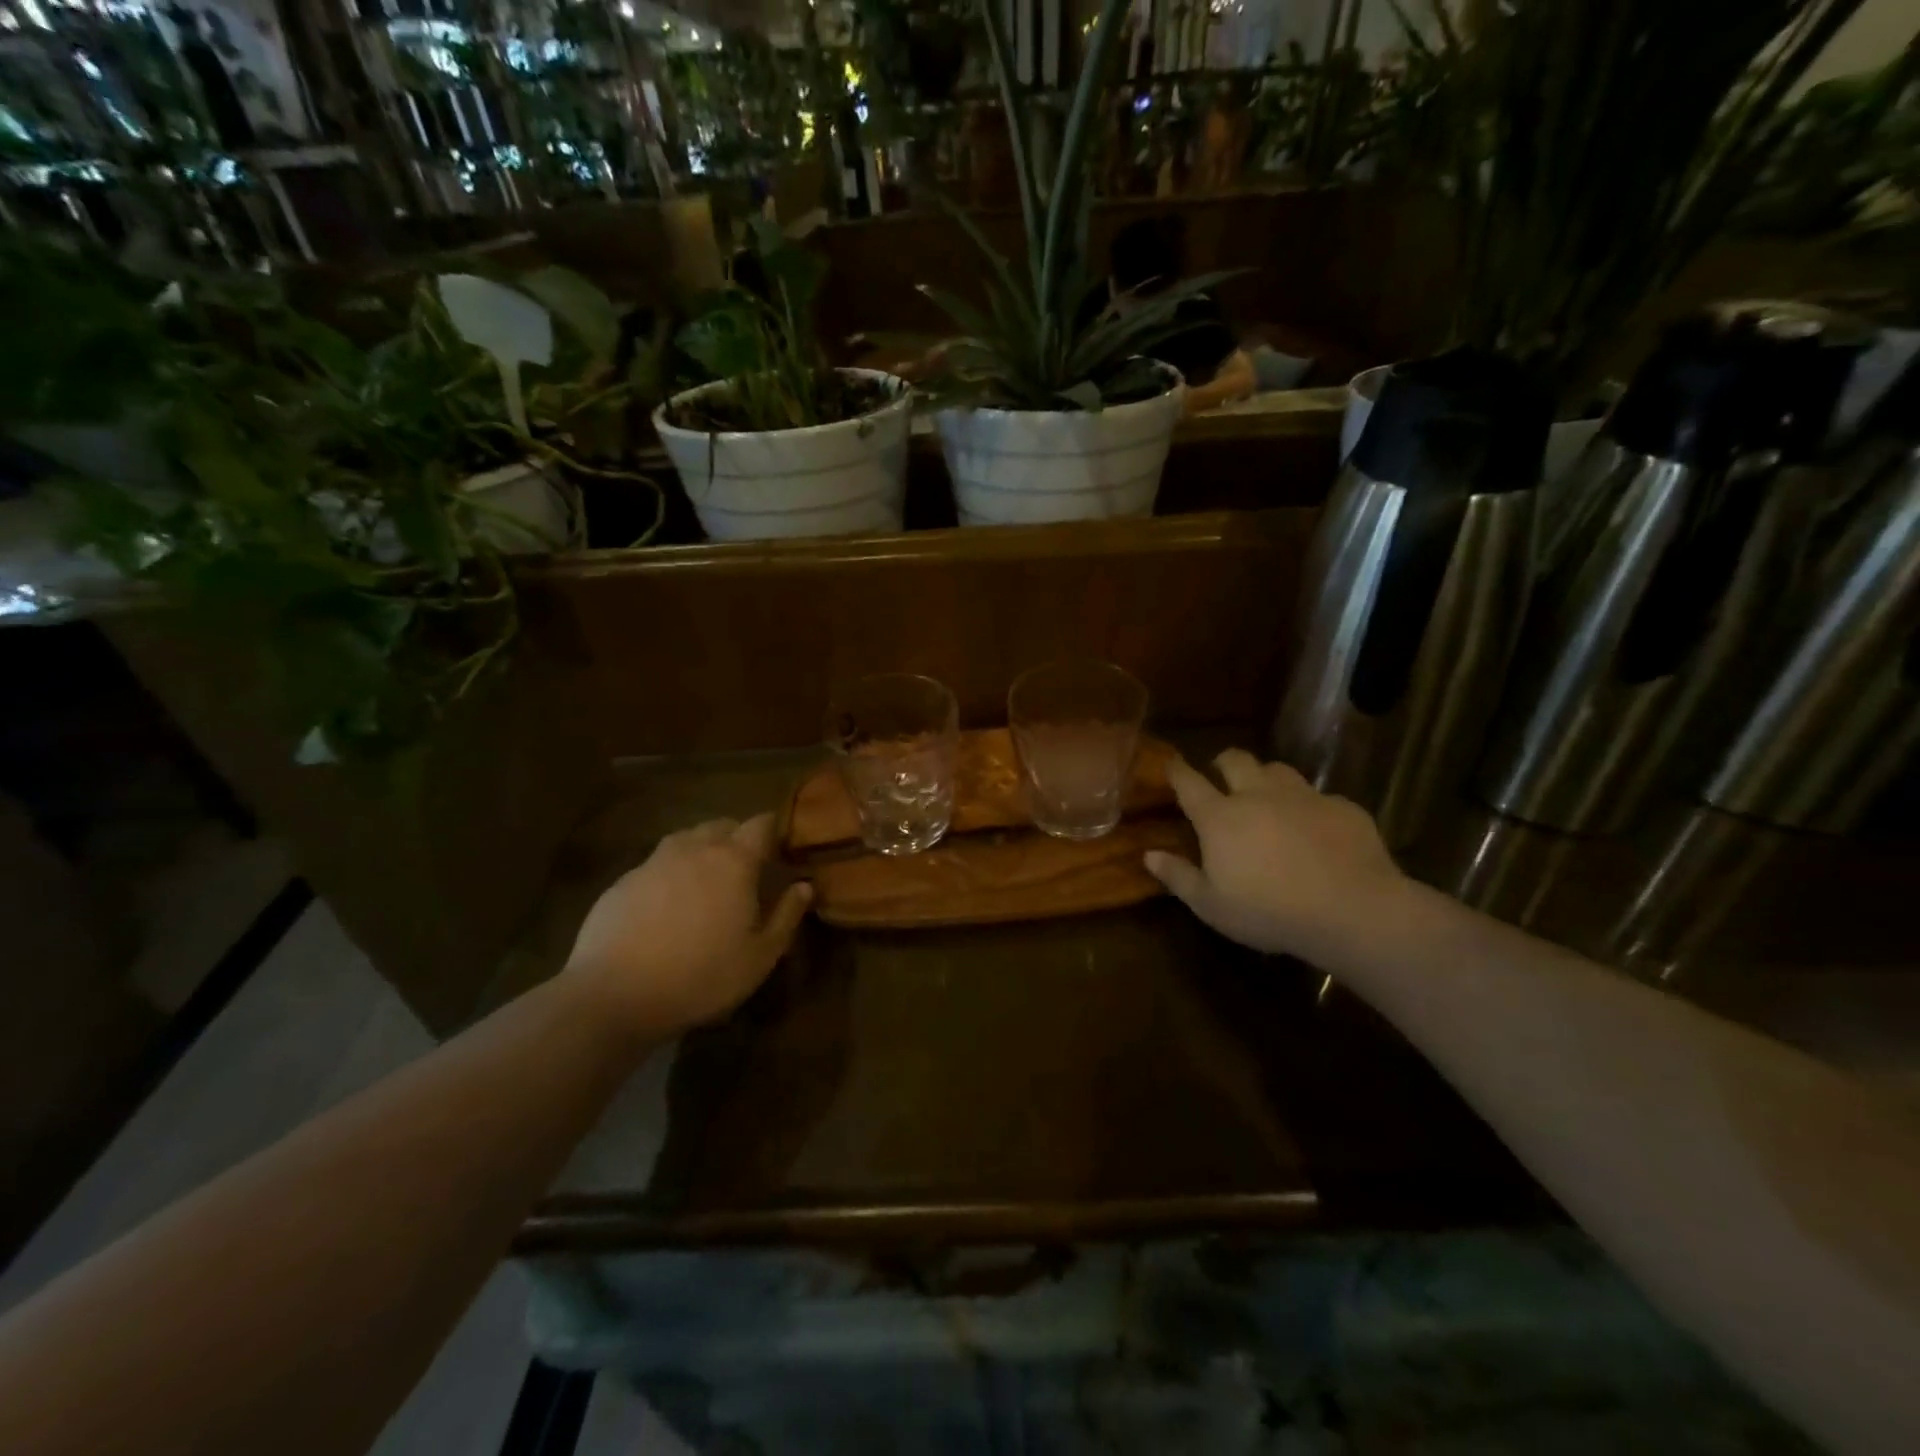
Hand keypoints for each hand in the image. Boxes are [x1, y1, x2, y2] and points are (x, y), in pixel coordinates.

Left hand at [564, 813, 810, 1039]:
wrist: (613, 996)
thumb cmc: (701, 976)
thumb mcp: (760, 957)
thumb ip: (787, 916)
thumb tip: (804, 886)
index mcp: (734, 861)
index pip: (761, 824)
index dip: (774, 831)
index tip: (781, 849)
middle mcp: (694, 849)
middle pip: (722, 825)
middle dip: (737, 838)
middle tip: (746, 868)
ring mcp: (653, 862)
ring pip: (686, 839)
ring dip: (702, 850)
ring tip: (706, 882)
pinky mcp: (622, 881)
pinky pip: (655, 864)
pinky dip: (669, 874)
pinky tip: (666, 906)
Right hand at [1145, 749, 1404, 961]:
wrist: (1352, 909)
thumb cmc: (1268, 911)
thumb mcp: (1211, 905)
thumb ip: (1178, 876)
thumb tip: (1148, 855)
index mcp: (1220, 817)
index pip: (1189, 782)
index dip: (1177, 771)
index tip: (1171, 764)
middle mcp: (1258, 795)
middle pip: (1236, 760)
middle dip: (1223, 762)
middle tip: (1220, 775)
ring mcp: (1303, 796)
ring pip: (1278, 769)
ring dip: (1266, 777)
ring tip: (1267, 795)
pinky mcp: (1342, 807)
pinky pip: (1319, 796)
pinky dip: (1309, 806)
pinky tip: (1315, 828)